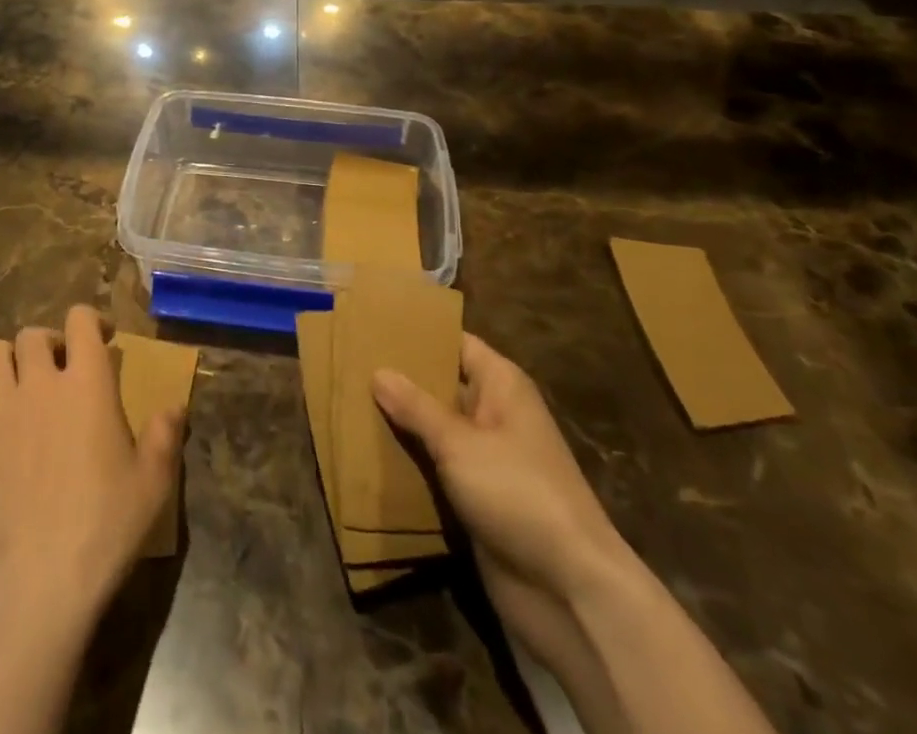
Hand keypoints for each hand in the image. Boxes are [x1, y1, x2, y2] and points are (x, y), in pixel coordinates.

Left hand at [0, 305, 183, 630]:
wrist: (37, 582)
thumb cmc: (104, 527)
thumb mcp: (153, 483)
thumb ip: (165, 436)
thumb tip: (174, 406)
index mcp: (87, 383)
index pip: (80, 320)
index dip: (90, 320)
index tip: (101, 339)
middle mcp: (39, 383)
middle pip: (32, 335)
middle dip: (47, 343)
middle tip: (58, 370)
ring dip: (8, 362)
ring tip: (20, 388)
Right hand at [373, 334, 628, 643]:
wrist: (569, 591)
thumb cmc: (518, 493)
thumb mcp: (460, 443)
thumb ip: (416, 407)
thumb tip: (378, 372)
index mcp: (501, 386)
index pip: (455, 343)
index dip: (418, 333)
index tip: (372, 325)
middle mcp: (494, 414)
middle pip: (441, 386)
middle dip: (400, 379)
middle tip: (349, 364)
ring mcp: (486, 459)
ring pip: (435, 429)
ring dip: (400, 424)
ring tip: (347, 404)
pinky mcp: (477, 499)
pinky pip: (436, 469)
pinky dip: (409, 463)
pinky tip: (367, 454)